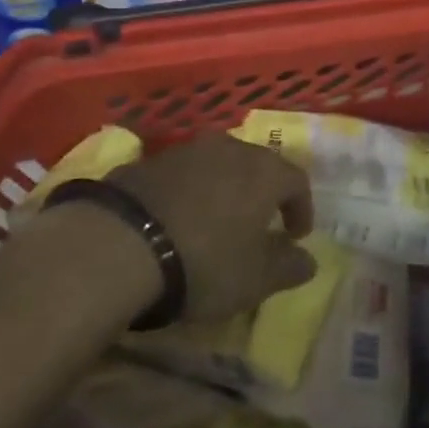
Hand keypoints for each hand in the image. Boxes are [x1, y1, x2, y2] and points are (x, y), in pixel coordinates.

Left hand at [107, 133, 317, 321]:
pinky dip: (189, 193)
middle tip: (259, 224)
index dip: (301, 208)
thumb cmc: (204, 261)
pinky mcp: (149, 161)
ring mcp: (187, 150)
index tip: (296, 235)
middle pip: (257, 166)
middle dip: (262, 194)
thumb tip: (309, 260)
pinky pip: (182, 175)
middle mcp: (231, 148)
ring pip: (218, 165)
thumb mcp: (254, 279)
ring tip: (216, 221)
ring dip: (224, 190)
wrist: (119, 244)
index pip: (297, 181)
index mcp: (264, 171)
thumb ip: (288, 267)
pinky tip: (177, 220)